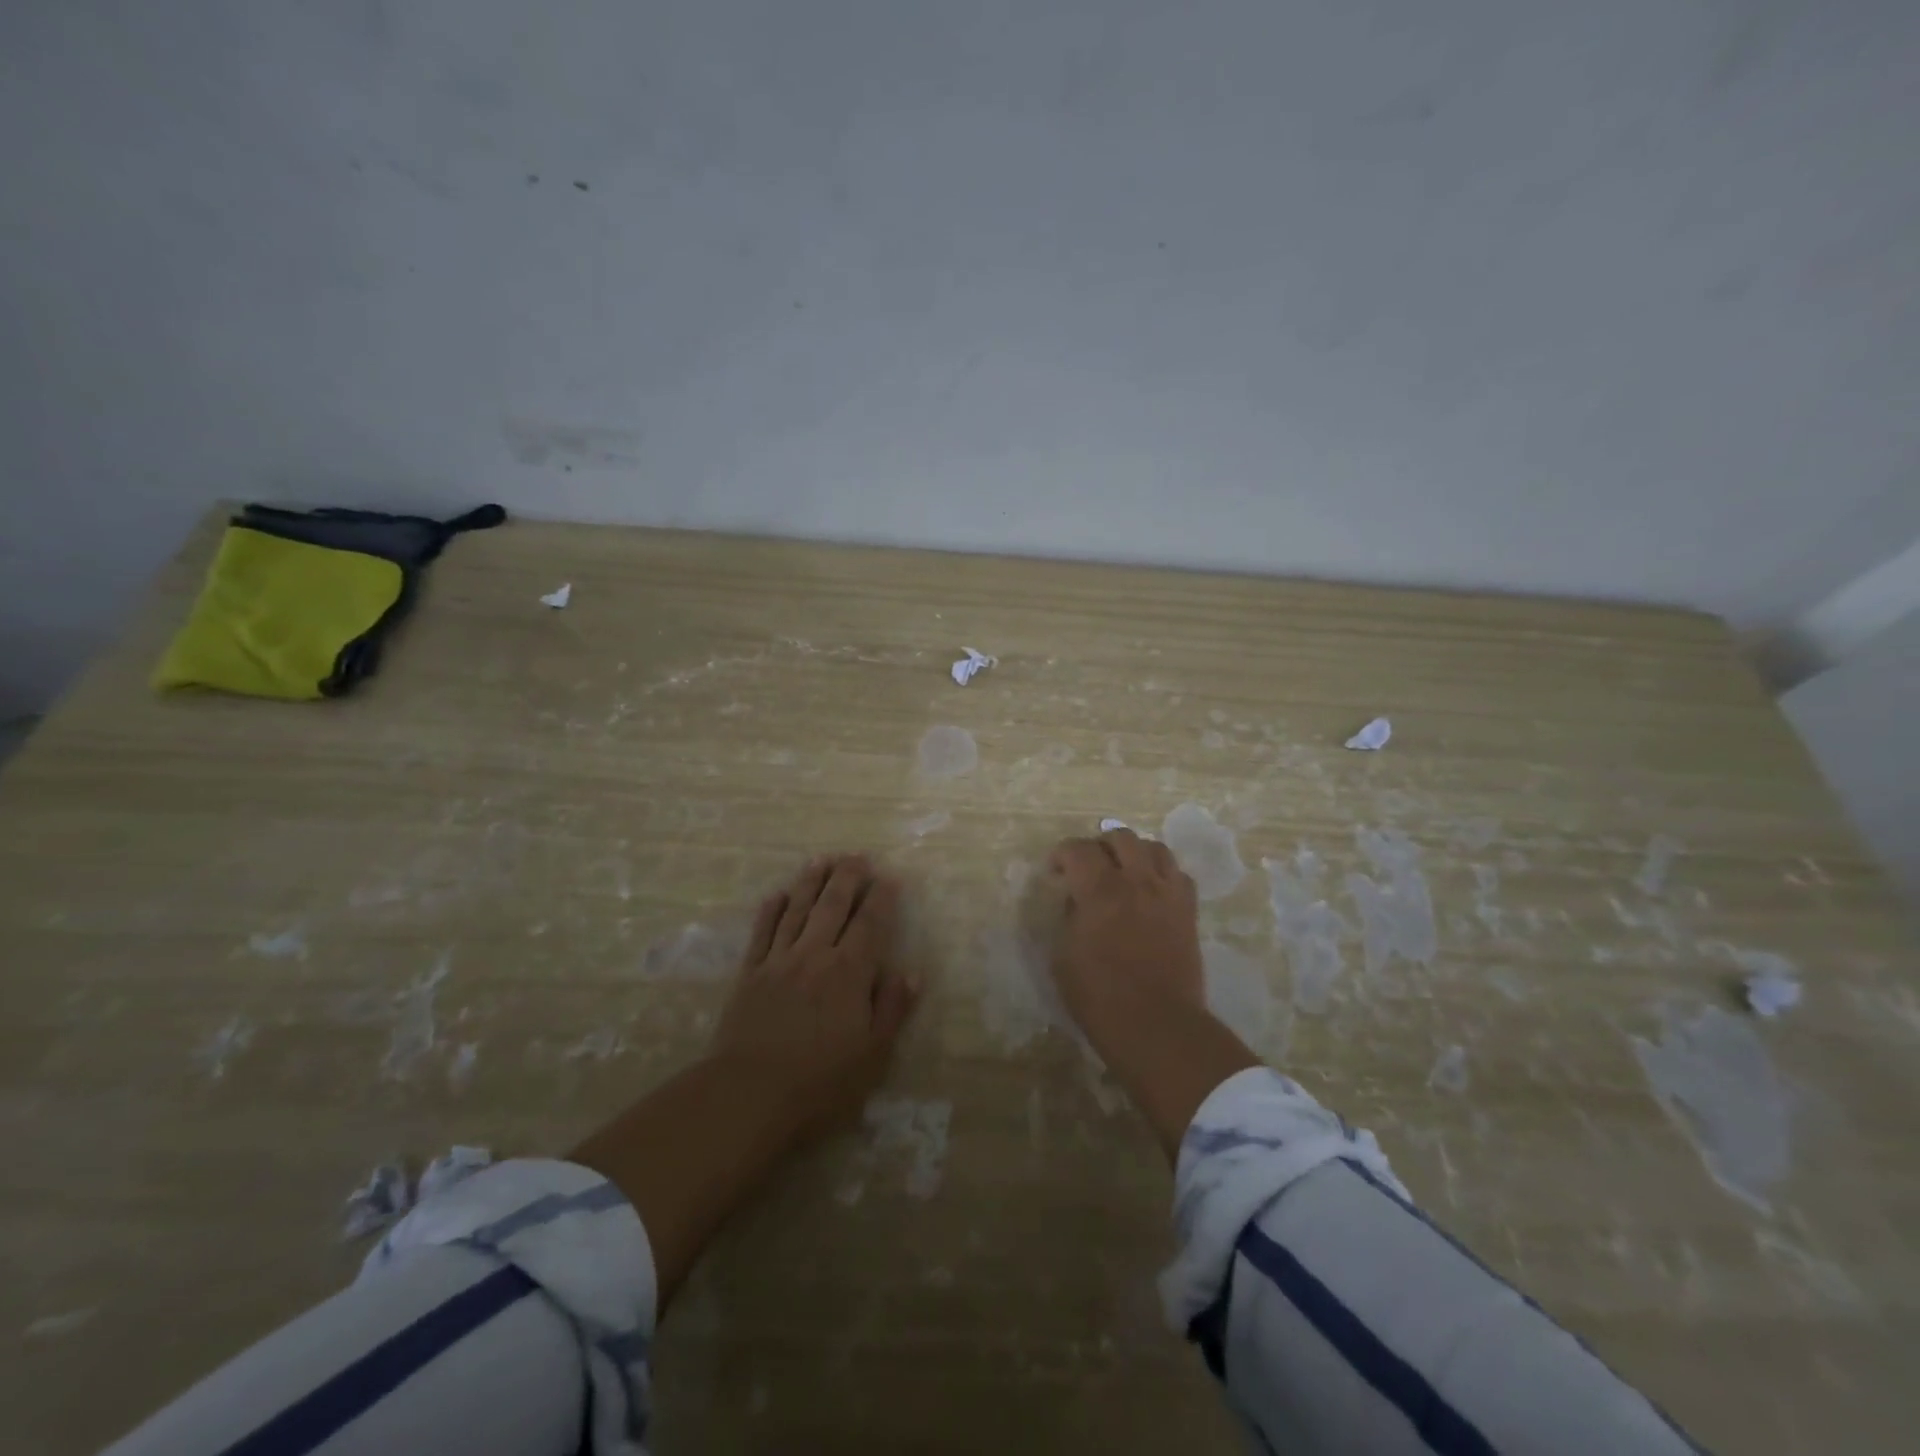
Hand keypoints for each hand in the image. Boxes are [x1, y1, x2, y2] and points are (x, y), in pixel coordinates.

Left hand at [710, 854, 917, 1142]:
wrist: (748, 1094)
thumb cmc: (820, 1081)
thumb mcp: (872, 1054)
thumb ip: (892, 1009)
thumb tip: (912, 972)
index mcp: (849, 972)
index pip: (870, 924)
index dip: (882, 898)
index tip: (890, 877)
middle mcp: (815, 955)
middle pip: (833, 905)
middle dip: (848, 877)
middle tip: (857, 855)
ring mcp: (778, 961)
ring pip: (797, 909)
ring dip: (810, 882)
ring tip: (821, 859)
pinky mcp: (749, 974)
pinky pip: (761, 933)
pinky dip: (770, 911)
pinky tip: (776, 895)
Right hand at [1049, 828, 1203, 1053]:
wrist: (1158, 1025)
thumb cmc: (1100, 997)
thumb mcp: (1063, 957)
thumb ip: (1068, 917)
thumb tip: (1077, 900)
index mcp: (1099, 890)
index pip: (1078, 849)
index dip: (1062, 854)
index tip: (1055, 870)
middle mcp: (1136, 881)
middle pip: (1120, 837)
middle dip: (1099, 845)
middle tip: (1089, 866)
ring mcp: (1167, 893)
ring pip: (1154, 848)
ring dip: (1134, 852)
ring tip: (1124, 871)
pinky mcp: (1189, 911)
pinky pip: (1178, 874)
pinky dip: (1161, 873)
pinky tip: (1151, 890)